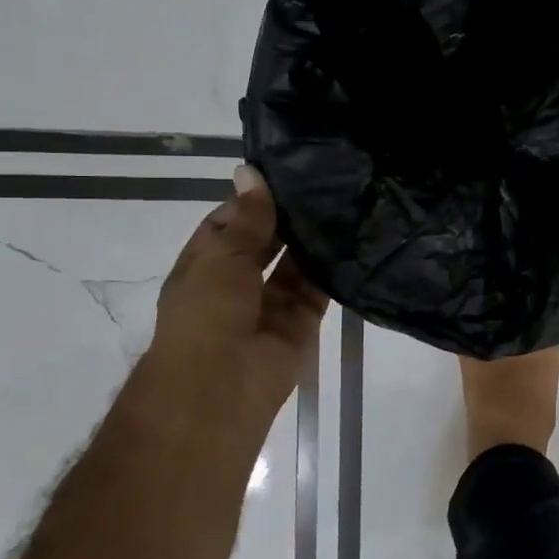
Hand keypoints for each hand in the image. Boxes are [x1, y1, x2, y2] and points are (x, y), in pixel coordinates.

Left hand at [145, 165, 327, 448]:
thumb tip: (250, 172)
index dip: (251, 200)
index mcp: (205, 266)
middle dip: (286, 218)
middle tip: (323, 181)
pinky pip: (318, 289)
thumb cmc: (206, 314)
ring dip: (311, 240)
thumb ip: (248, 218)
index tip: (283, 173)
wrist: (221, 387)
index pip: (228, 224)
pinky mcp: (301, 322)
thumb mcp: (222, 256)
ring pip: (294, 264)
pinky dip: (332, 268)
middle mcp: (237, 283)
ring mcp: (270, 304)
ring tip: (343, 201)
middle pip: (265, 242)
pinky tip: (352, 237)